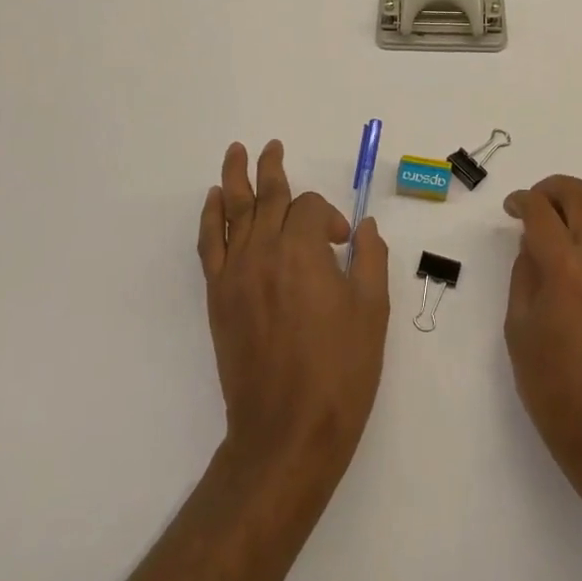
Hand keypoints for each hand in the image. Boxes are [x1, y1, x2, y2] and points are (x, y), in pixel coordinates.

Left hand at [198, 141, 389, 485]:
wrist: (286, 434)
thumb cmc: (338, 373)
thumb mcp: (372, 312)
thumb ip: (372, 260)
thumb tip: (365, 229)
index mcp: (302, 252)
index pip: (309, 208)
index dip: (328, 218)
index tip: (342, 245)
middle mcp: (263, 253)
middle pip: (267, 197)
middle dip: (272, 169)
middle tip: (271, 146)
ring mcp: (235, 275)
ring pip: (233, 213)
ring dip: (234, 179)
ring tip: (236, 152)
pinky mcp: (218, 299)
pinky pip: (209, 245)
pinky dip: (210, 218)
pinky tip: (212, 201)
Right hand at [503, 175, 581, 477]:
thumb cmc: (556, 389)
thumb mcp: (519, 331)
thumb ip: (524, 276)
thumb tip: (532, 245)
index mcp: (565, 268)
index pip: (542, 211)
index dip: (522, 201)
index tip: (510, 207)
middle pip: (580, 195)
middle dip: (552, 188)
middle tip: (532, 203)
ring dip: (578, 201)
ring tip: (556, 218)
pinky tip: (576, 249)